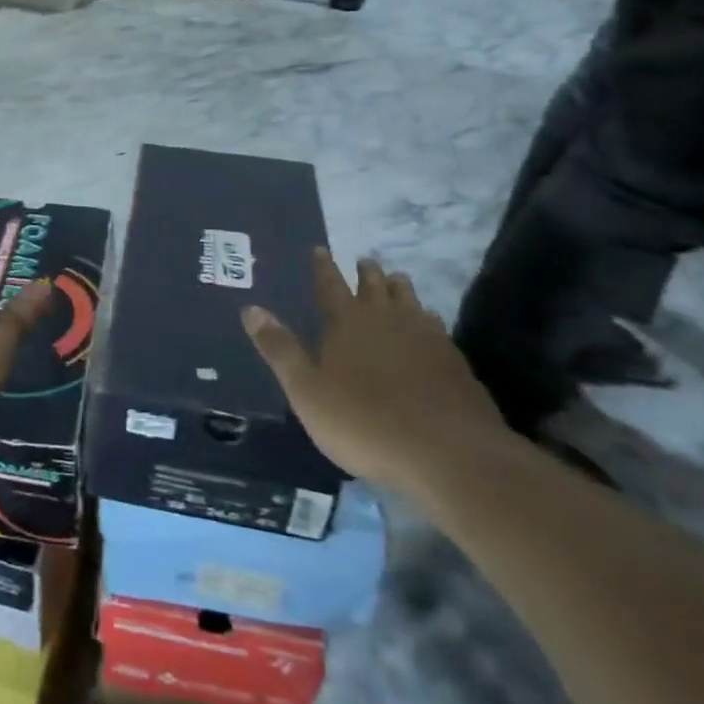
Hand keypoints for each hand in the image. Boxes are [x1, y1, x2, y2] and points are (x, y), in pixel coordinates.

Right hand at [241, 252, 512, 493]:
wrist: (449, 454)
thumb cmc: (364, 423)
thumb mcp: (307, 391)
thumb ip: (279, 349)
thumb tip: (250, 308)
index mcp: (346, 322)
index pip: (329, 284)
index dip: (323, 266)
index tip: (320, 249)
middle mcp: (385, 318)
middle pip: (374, 285)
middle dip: (366, 272)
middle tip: (364, 261)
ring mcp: (424, 336)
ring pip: (409, 299)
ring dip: (399, 287)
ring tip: (396, 281)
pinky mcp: (453, 360)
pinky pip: (436, 325)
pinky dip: (426, 317)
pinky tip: (428, 326)